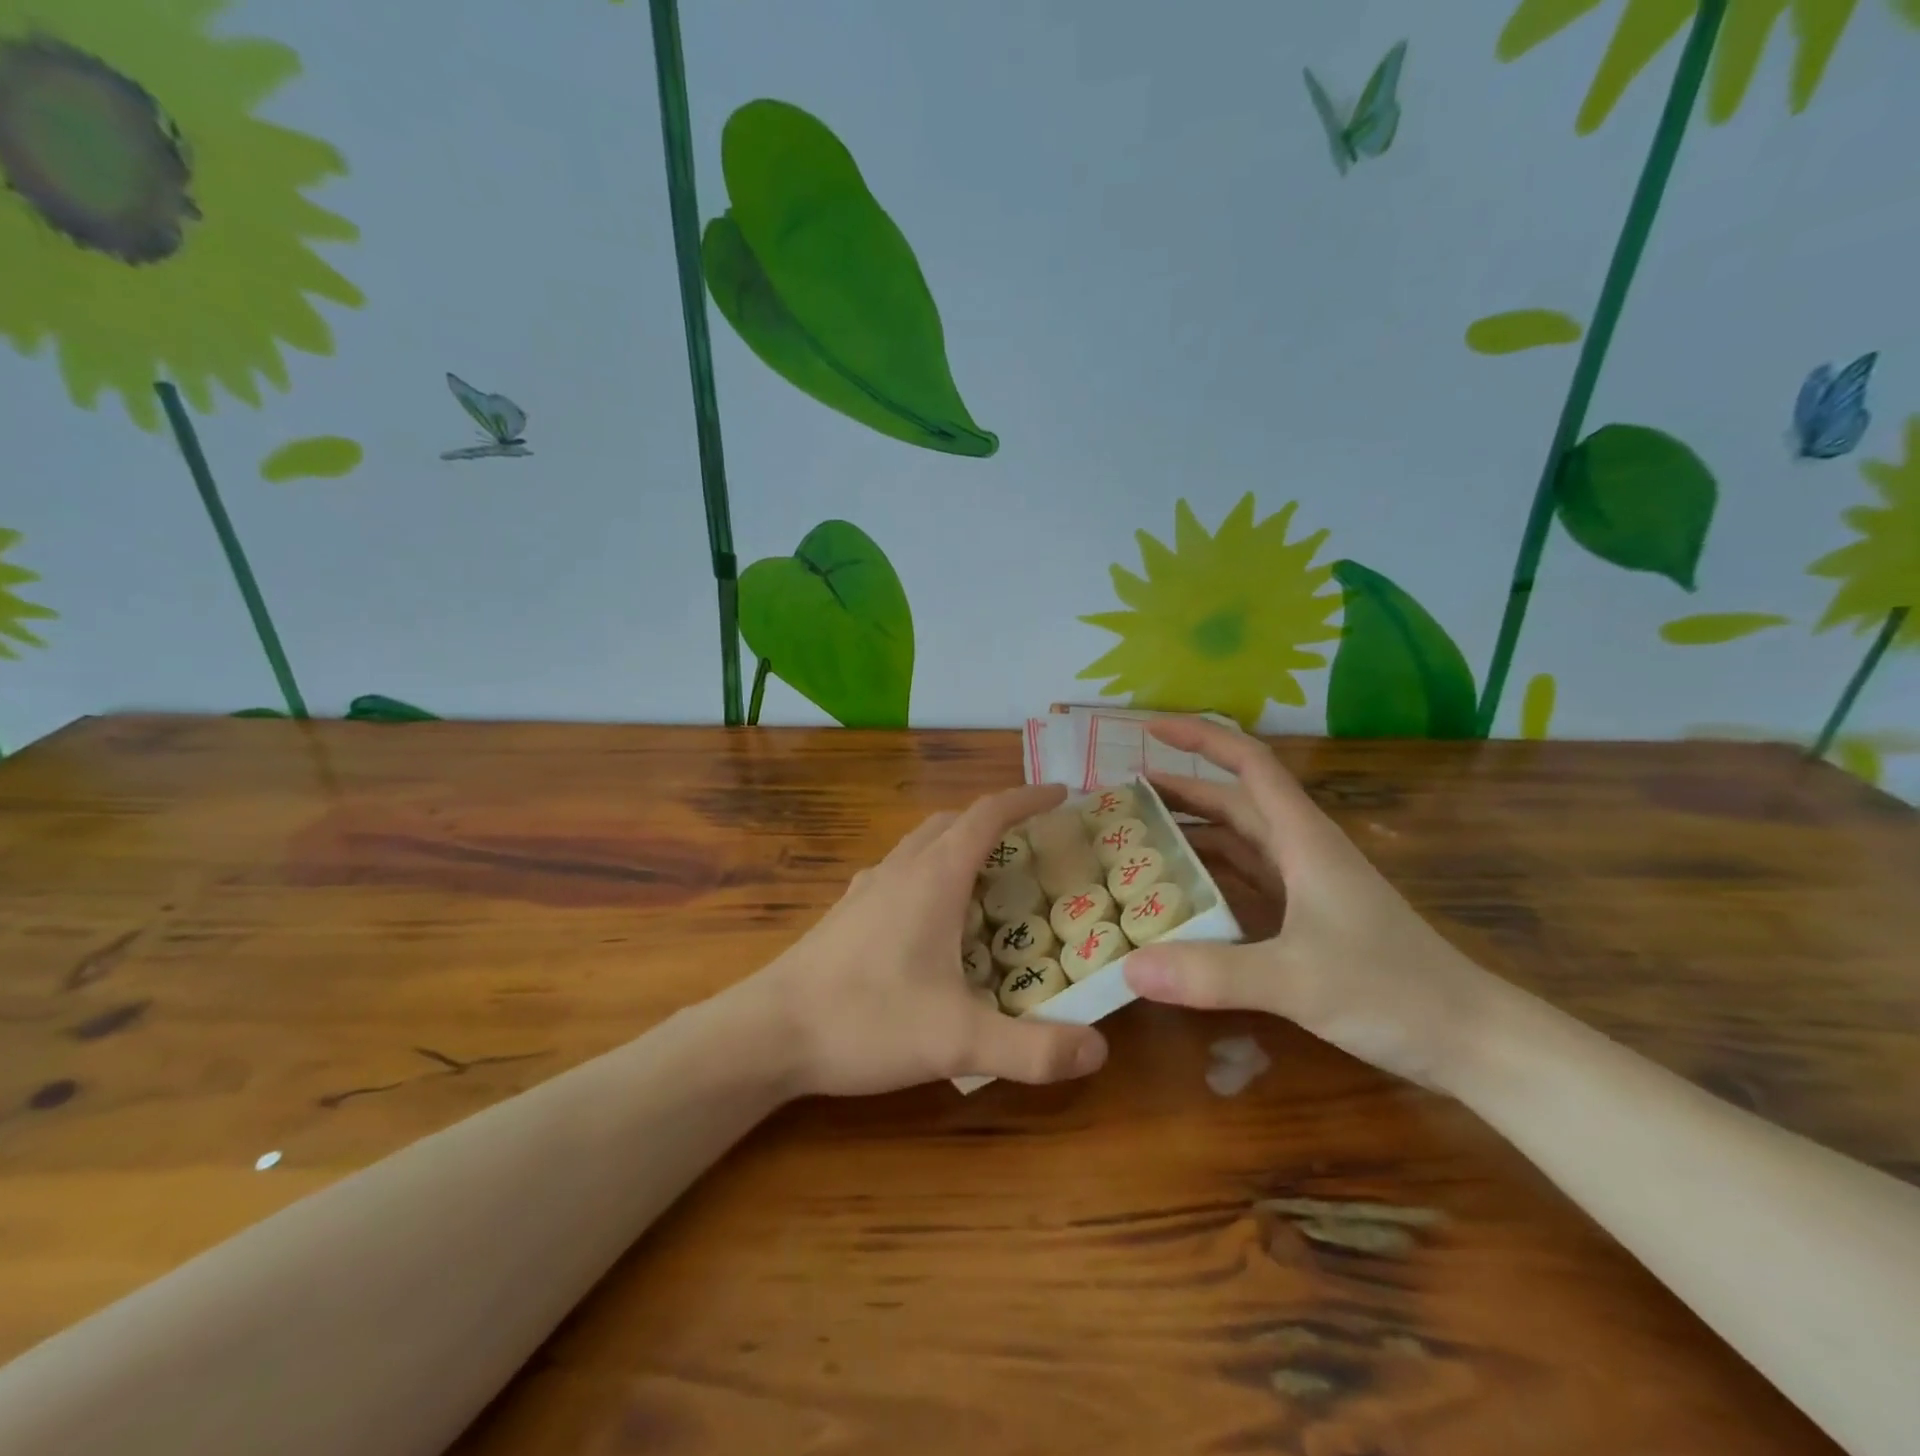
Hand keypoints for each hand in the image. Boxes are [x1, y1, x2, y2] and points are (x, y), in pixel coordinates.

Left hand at [746, 784, 1109, 1097]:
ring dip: (958, 844)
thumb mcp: (957, 1041)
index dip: (1027, 799)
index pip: (987, 815)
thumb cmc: (865, 1020)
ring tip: (988, 877)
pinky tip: (932, 918)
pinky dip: (929, 872)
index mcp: (933, 877)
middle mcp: (900, 869)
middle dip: (995, 820)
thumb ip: (1032, 1049)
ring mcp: (867, 888)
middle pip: (953, 821)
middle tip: (1032, 844)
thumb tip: (1099, 1051)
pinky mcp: (846, 912)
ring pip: (921, 844)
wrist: (767, 1033)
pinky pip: (898, 871)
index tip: (1061, 794)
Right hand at [1121, 718, 1499, 1090]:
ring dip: (1191, 835)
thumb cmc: (1392, 991)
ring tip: (1135, 843)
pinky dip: (1208, 879)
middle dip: (1179, 792)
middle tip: (1120, 801)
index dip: (1200, 738)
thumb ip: (1212, 974)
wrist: (1470, 1039)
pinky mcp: (1306, 918)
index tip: (1150, 729)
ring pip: (1237, 842)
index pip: (1249, 763)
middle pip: (1232, 802)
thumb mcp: (1296, 980)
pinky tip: (1177, 899)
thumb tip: (1129, 969)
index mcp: (1302, 838)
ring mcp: (1304, 885)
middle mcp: (1300, 850)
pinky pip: (1244, 882)